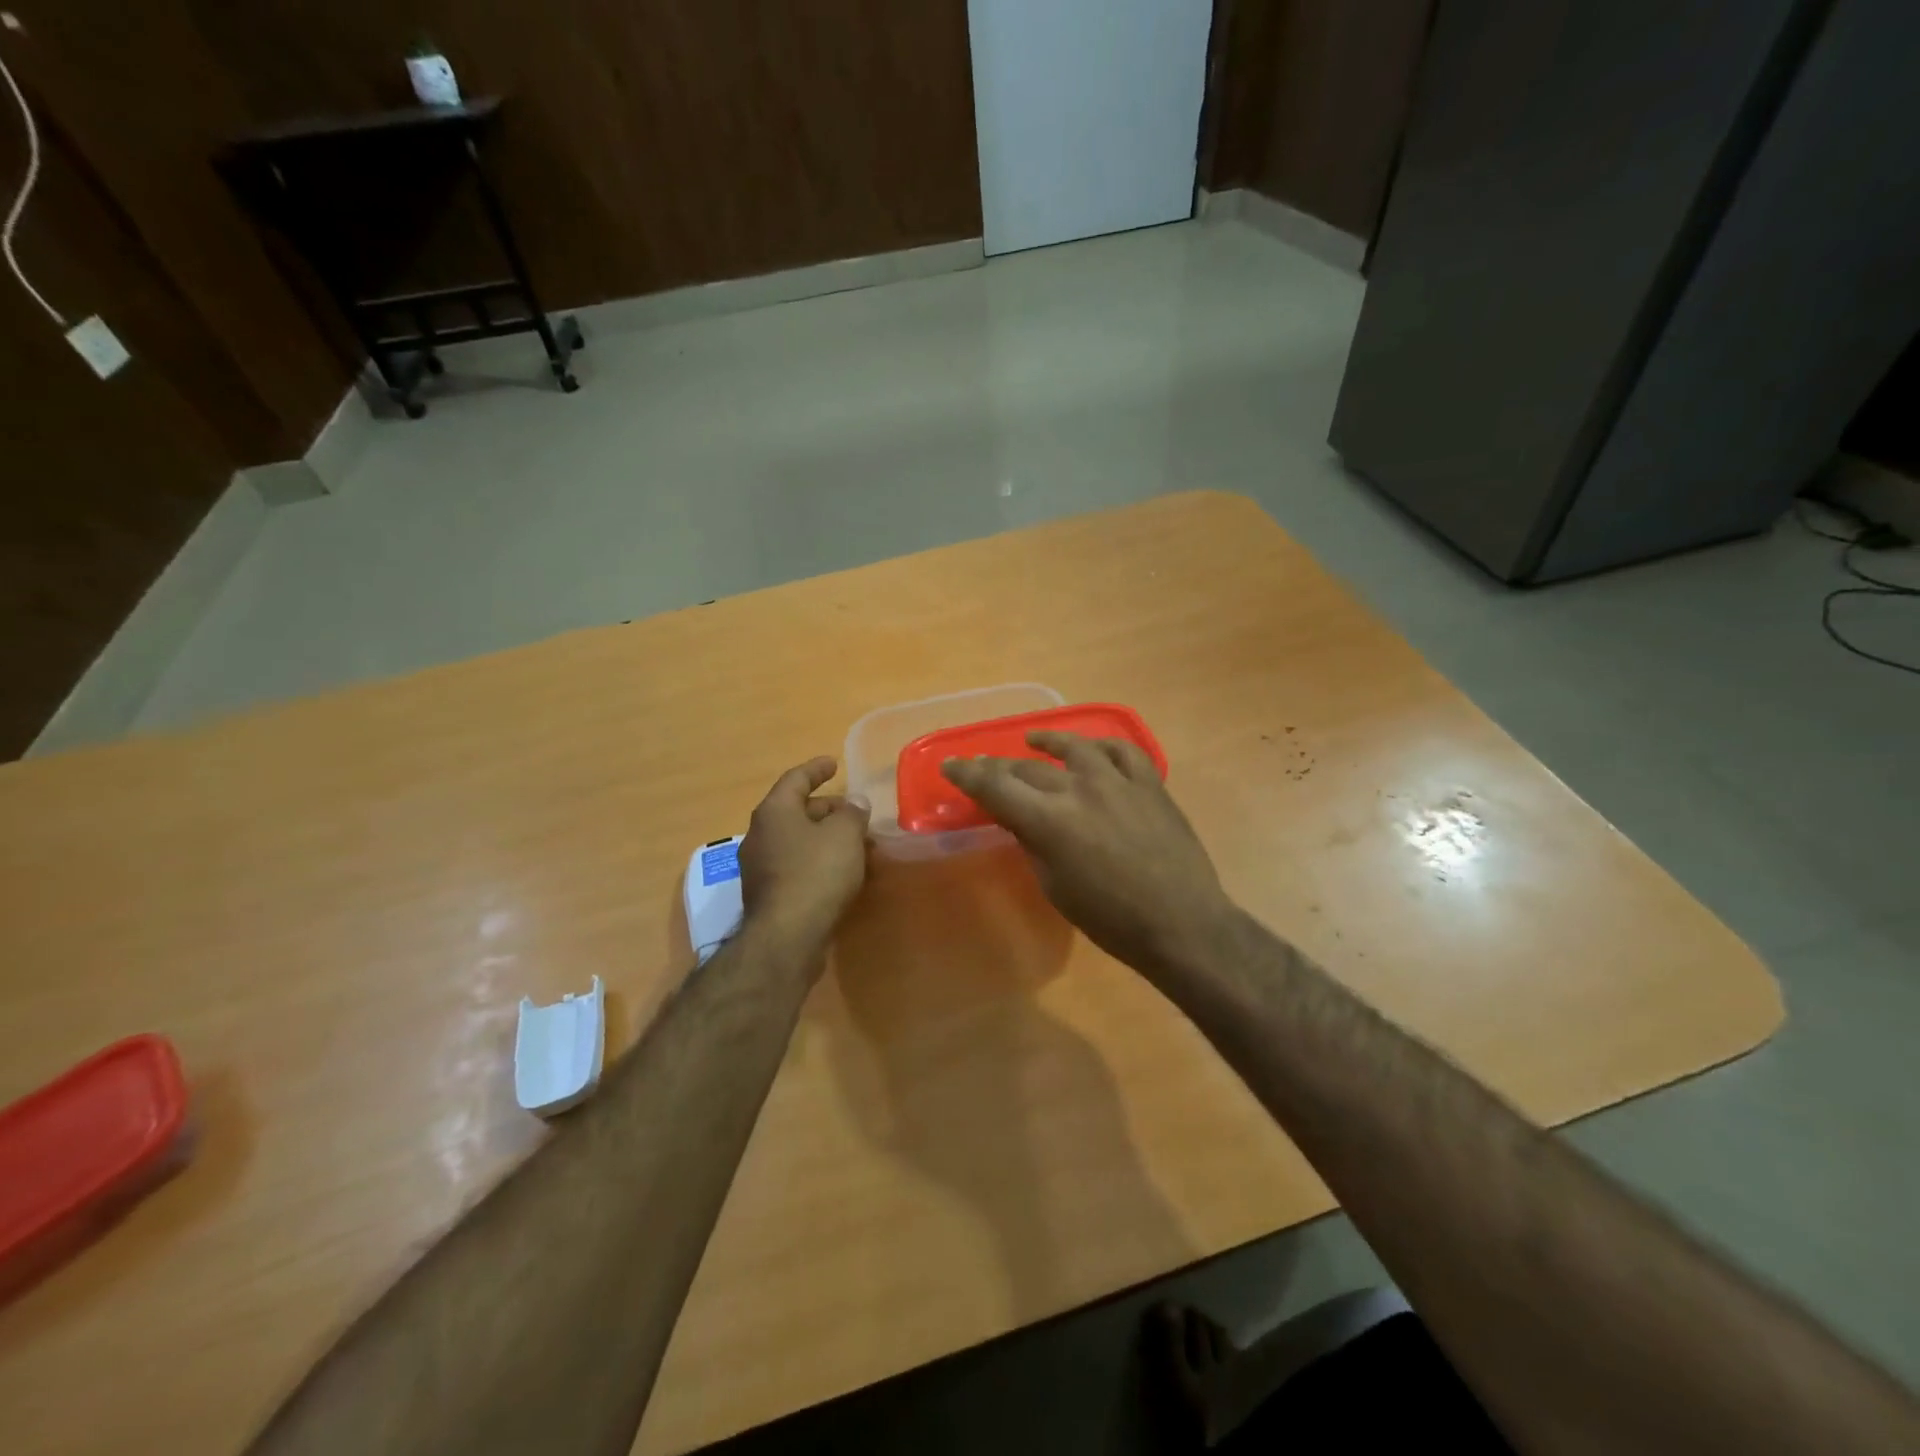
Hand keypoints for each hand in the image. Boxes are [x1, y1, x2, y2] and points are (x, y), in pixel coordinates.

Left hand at [739, 757, 871, 960]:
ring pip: (798, 840)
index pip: (795, 779)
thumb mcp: (845, 835)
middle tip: (854, 811)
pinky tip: (842, 871)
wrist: (787, 936)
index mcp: (774, 811)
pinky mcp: (768, 894)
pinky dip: (819, 860)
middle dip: (827, 809)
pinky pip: (797, 865)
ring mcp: (760, 867)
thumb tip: (855, 803)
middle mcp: (760, 834)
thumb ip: (852, 814)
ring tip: (856, 842)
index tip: (833, 763)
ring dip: (825, 838)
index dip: (816, 769)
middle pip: (795, 811)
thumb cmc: (816, 873)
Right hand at [941, 732, 1233, 977]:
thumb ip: (1033, 844)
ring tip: (1034, 741)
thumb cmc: (1110, 919)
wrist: (1181, 922)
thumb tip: (1022, 820)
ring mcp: (1118, 781)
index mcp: (1050, 821)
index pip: (996, 787)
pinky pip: (1123, 751)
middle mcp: (1079, 789)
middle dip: (999, 766)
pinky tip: (1093, 749)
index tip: (951, 766)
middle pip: (1028, 768)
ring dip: (1049, 742)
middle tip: (984, 766)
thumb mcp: (1056, 887)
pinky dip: (1103, 746)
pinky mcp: (1149, 783)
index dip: (968, 775)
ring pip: (1075, 747)